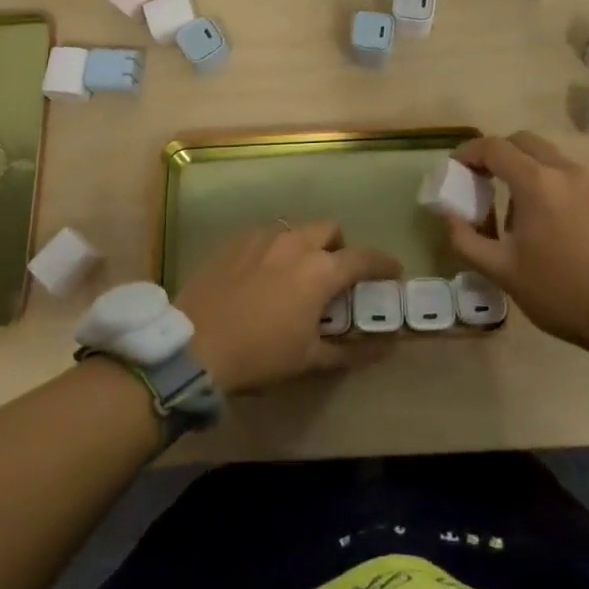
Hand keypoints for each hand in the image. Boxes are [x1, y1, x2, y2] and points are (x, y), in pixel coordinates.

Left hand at [176, 221, 402, 393]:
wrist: (195, 344)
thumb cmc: (259, 355)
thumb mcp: (308, 359)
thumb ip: (350, 351)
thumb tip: (385, 348)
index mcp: (320, 270)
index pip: (363, 258)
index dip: (383, 263)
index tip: (393, 270)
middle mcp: (295, 243)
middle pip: (329, 229)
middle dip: (339, 246)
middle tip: (333, 273)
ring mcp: (262, 236)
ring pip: (295, 229)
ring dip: (305, 245)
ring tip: (294, 274)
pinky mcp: (235, 240)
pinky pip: (264, 235)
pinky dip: (273, 249)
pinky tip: (261, 274)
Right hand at [443, 132, 588, 360]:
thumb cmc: (559, 292)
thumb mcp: (502, 271)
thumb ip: (465, 238)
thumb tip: (448, 213)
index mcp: (536, 183)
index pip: (494, 147)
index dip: (470, 152)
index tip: (457, 167)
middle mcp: (566, 171)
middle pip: (524, 142)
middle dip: (499, 153)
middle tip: (484, 180)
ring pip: (552, 158)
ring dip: (528, 170)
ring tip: (519, 209)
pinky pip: (575, 178)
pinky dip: (554, 185)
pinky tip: (554, 222)